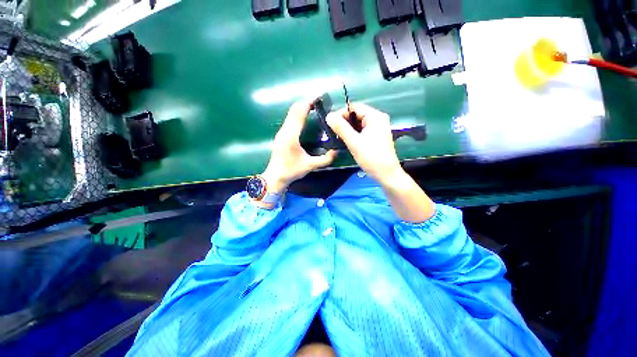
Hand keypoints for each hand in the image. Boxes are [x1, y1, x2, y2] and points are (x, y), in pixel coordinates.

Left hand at [262, 100, 336, 193]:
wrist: (275, 176)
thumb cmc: (291, 171)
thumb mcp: (310, 166)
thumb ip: (325, 159)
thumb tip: (337, 152)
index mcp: (291, 135)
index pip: (299, 112)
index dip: (309, 102)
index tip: (320, 96)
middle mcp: (285, 130)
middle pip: (294, 109)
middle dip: (306, 102)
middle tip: (320, 100)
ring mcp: (281, 132)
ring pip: (291, 113)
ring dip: (302, 107)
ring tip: (315, 106)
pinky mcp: (281, 135)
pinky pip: (290, 118)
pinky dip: (298, 113)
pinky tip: (306, 116)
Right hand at [326, 103, 401, 185]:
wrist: (386, 175)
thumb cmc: (371, 158)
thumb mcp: (354, 142)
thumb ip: (341, 128)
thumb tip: (328, 116)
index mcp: (375, 116)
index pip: (354, 107)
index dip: (340, 113)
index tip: (330, 124)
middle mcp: (377, 119)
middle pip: (356, 115)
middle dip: (343, 122)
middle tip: (332, 132)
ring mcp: (377, 128)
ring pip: (357, 124)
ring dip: (347, 129)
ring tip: (337, 138)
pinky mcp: (375, 137)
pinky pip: (361, 131)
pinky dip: (353, 134)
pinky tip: (346, 141)